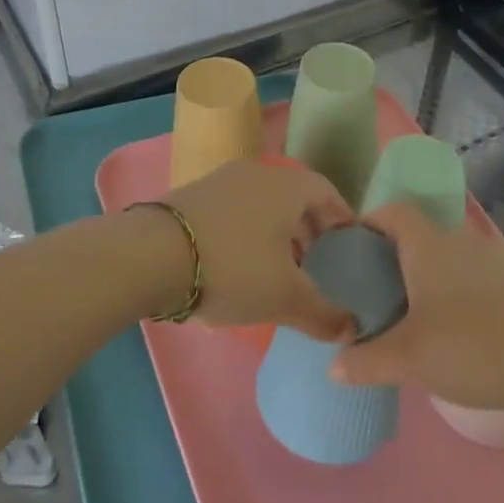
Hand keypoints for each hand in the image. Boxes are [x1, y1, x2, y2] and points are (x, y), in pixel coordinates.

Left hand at [161, 159, 355, 340]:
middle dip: (308, 231)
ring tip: (277, 273)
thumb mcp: (285, 298)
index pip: (327, 192)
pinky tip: (237, 270)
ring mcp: (220, 182)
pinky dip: (245, 235)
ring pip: (261, 205)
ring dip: (275, 235)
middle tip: (315, 265)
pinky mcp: (191, 197)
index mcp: (286, 186)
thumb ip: (323, 313)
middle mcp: (256, 174)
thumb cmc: (232, 267)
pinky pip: (233, 212)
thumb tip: (352, 328)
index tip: (348, 247)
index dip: (342, 219)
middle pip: (293, 198)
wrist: (151, 255)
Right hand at [333, 205, 503, 409]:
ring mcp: (488, 262)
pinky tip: (445, 331)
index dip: (368, 222)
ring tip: (403, 315)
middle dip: (390, 257)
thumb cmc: (472, 345)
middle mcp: (456, 242)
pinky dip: (447, 294)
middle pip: (415, 234)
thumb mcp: (410, 358)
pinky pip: (465, 279)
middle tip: (369, 291)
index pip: (392, 210)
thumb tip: (332, 367)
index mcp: (426, 244)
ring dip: (420, 278)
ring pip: (442, 259)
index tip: (349, 251)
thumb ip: (367, 361)